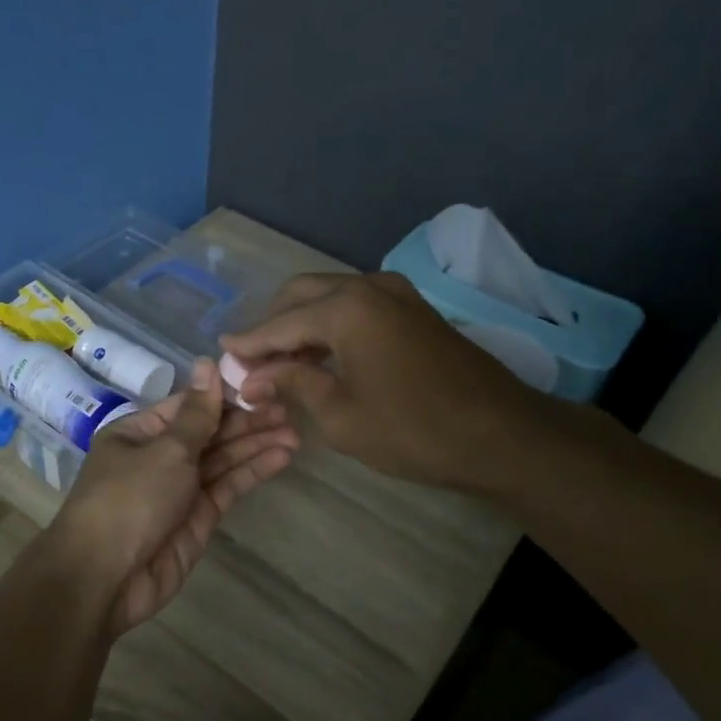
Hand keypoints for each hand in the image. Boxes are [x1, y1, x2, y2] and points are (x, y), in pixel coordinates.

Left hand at [52, 359, 299, 631]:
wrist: (106, 577)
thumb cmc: (129, 498)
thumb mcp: (165, 449)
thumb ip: (197, 413)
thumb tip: (207, 362)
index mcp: (140, 433)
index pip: (188, 406)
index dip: (224, 395)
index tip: (262, 384)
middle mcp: (159, 457)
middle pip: (209, 432)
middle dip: (247, 421)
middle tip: (288, 408)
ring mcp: (180, 489)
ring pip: (222, 460)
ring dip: (256, 445)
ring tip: (295, 432)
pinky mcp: (198, 518)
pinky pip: (228, 487)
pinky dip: (253, 472)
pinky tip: (282, 457)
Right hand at [221, 272, 556, 492]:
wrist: (501, 434)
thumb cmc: (412, 430)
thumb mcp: (340, 414)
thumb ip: (293, 383)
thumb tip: (253, 376)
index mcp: (346, 308)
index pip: (279, 323)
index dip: (247, 343)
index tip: (219, 355)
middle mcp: (368, 286)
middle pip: (301, 295)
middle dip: (272, 325)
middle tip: (250, 361)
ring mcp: (396, 294)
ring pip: (329, 297)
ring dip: (301, 325)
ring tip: (279, 364)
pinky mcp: (413, 309)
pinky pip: (356, 307)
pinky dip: (330, 326)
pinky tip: (319, 357)